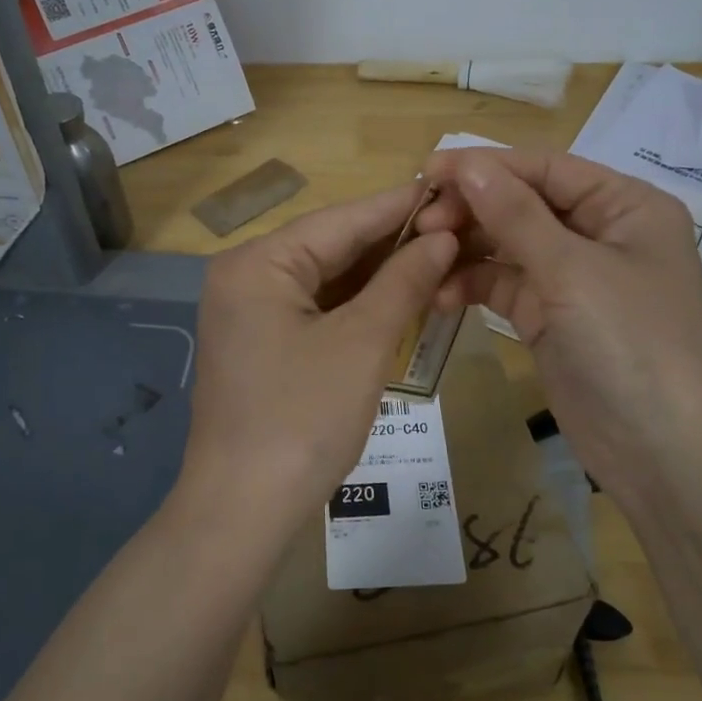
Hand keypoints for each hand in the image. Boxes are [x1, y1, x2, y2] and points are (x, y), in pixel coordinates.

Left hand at [179, 184, 457, 526]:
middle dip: (394, 243)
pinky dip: (357, 306)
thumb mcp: (362, 344)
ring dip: (380, 275)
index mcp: (257, 263)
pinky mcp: (262, 344)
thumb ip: (403, 282)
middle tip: (458, 228)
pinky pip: (316, 310)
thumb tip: (442, 238)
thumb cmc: (302, 420)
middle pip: (331, 246)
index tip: (452, 188)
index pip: (341, 220)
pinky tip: (402, 297)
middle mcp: (246, 277)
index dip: (400, 207)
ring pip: (327, 280)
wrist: (243, 512)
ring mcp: (250, 313)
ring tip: (442, 257)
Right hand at [415, 148, 701, 489]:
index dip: (487, 166)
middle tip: (421, 223)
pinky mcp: (551, 317)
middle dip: (472, 211)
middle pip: (524, 204)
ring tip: (424, 258)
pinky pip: (504, 286)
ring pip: (508, 246)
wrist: (661, 453)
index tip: (427, 171)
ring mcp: (574, 278)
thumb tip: (467, 163)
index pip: (546, 169)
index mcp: (625, 207)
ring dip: (466, 250)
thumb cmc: (630, 344)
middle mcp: (600, 234)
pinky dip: (474, 286)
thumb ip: (515, 214)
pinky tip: (443, 297)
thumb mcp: (571, 271)